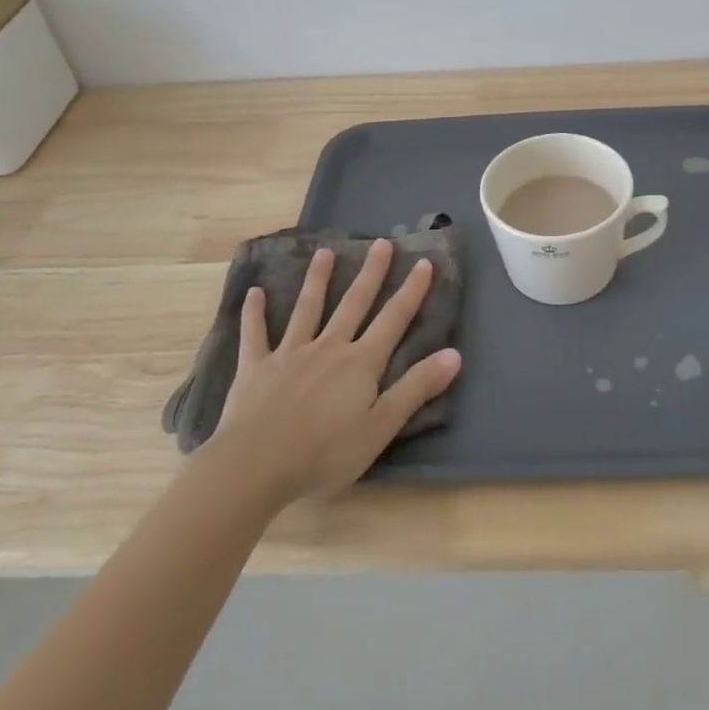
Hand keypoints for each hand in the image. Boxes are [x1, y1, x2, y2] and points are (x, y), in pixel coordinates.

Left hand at [212, 239, 460, 505]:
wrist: (255, 466)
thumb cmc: (324, 454)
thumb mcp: (380, 427)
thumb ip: (416, 388)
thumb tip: (454, 354)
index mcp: (361, 363)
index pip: (393, 319)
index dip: (411, 291)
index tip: (423, 262)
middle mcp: (329, 347)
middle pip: (354, 304)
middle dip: (370, 273)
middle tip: (381, 243)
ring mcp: (290, 354)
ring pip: (307, 309)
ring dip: (317, 280)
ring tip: (325, 253)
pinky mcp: (256, 367)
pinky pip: (255, 334)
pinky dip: (254, 313)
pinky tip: (254, 292)